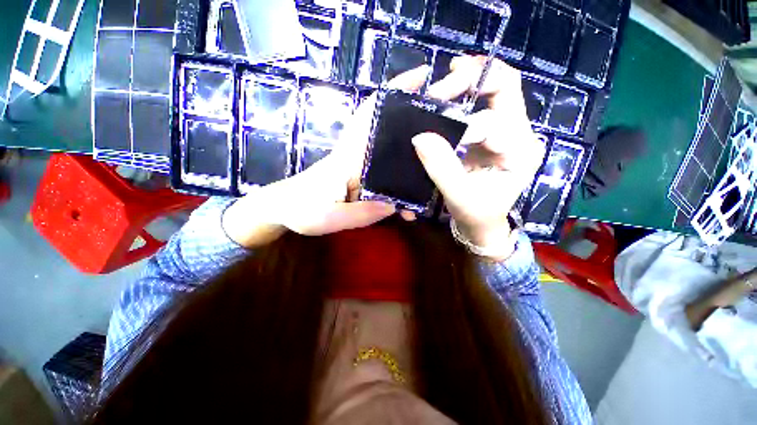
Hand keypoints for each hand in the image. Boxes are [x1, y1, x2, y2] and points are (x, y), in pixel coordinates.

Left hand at [222, 66, 432, 247]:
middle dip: (416, 121)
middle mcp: (357, 156)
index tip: (422, 76)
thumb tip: (396, 204)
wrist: (283, 211)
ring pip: (390, 152)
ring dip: (412, 154)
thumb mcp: (329, 217)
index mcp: (348, 158)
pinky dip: (400, 178)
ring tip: (438, 164)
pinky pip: (385, 172)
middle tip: (448, 123)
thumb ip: (361, 213)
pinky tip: (412, 194)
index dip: (394, 92)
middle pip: (389, 130)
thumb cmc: (300, 211)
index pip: (371, 116)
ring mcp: (359, 167)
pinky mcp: (359, 178)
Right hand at [411, 56, 544, 257]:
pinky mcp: (490, 135)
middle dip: (475, 78)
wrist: (481, 223)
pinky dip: (465, 96)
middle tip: (446, 75)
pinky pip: (481, 106)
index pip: (497, 115)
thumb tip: (420, 137)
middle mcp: (520, 135)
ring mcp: (506, 132)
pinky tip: (450, 92)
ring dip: (470, 83)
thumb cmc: (476, 214)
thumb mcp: (459, 196)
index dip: (465, 110)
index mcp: (520, 151)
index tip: (435, 109)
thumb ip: (442, 168)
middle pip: (505, 90)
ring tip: (446, 78)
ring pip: (494, 93)